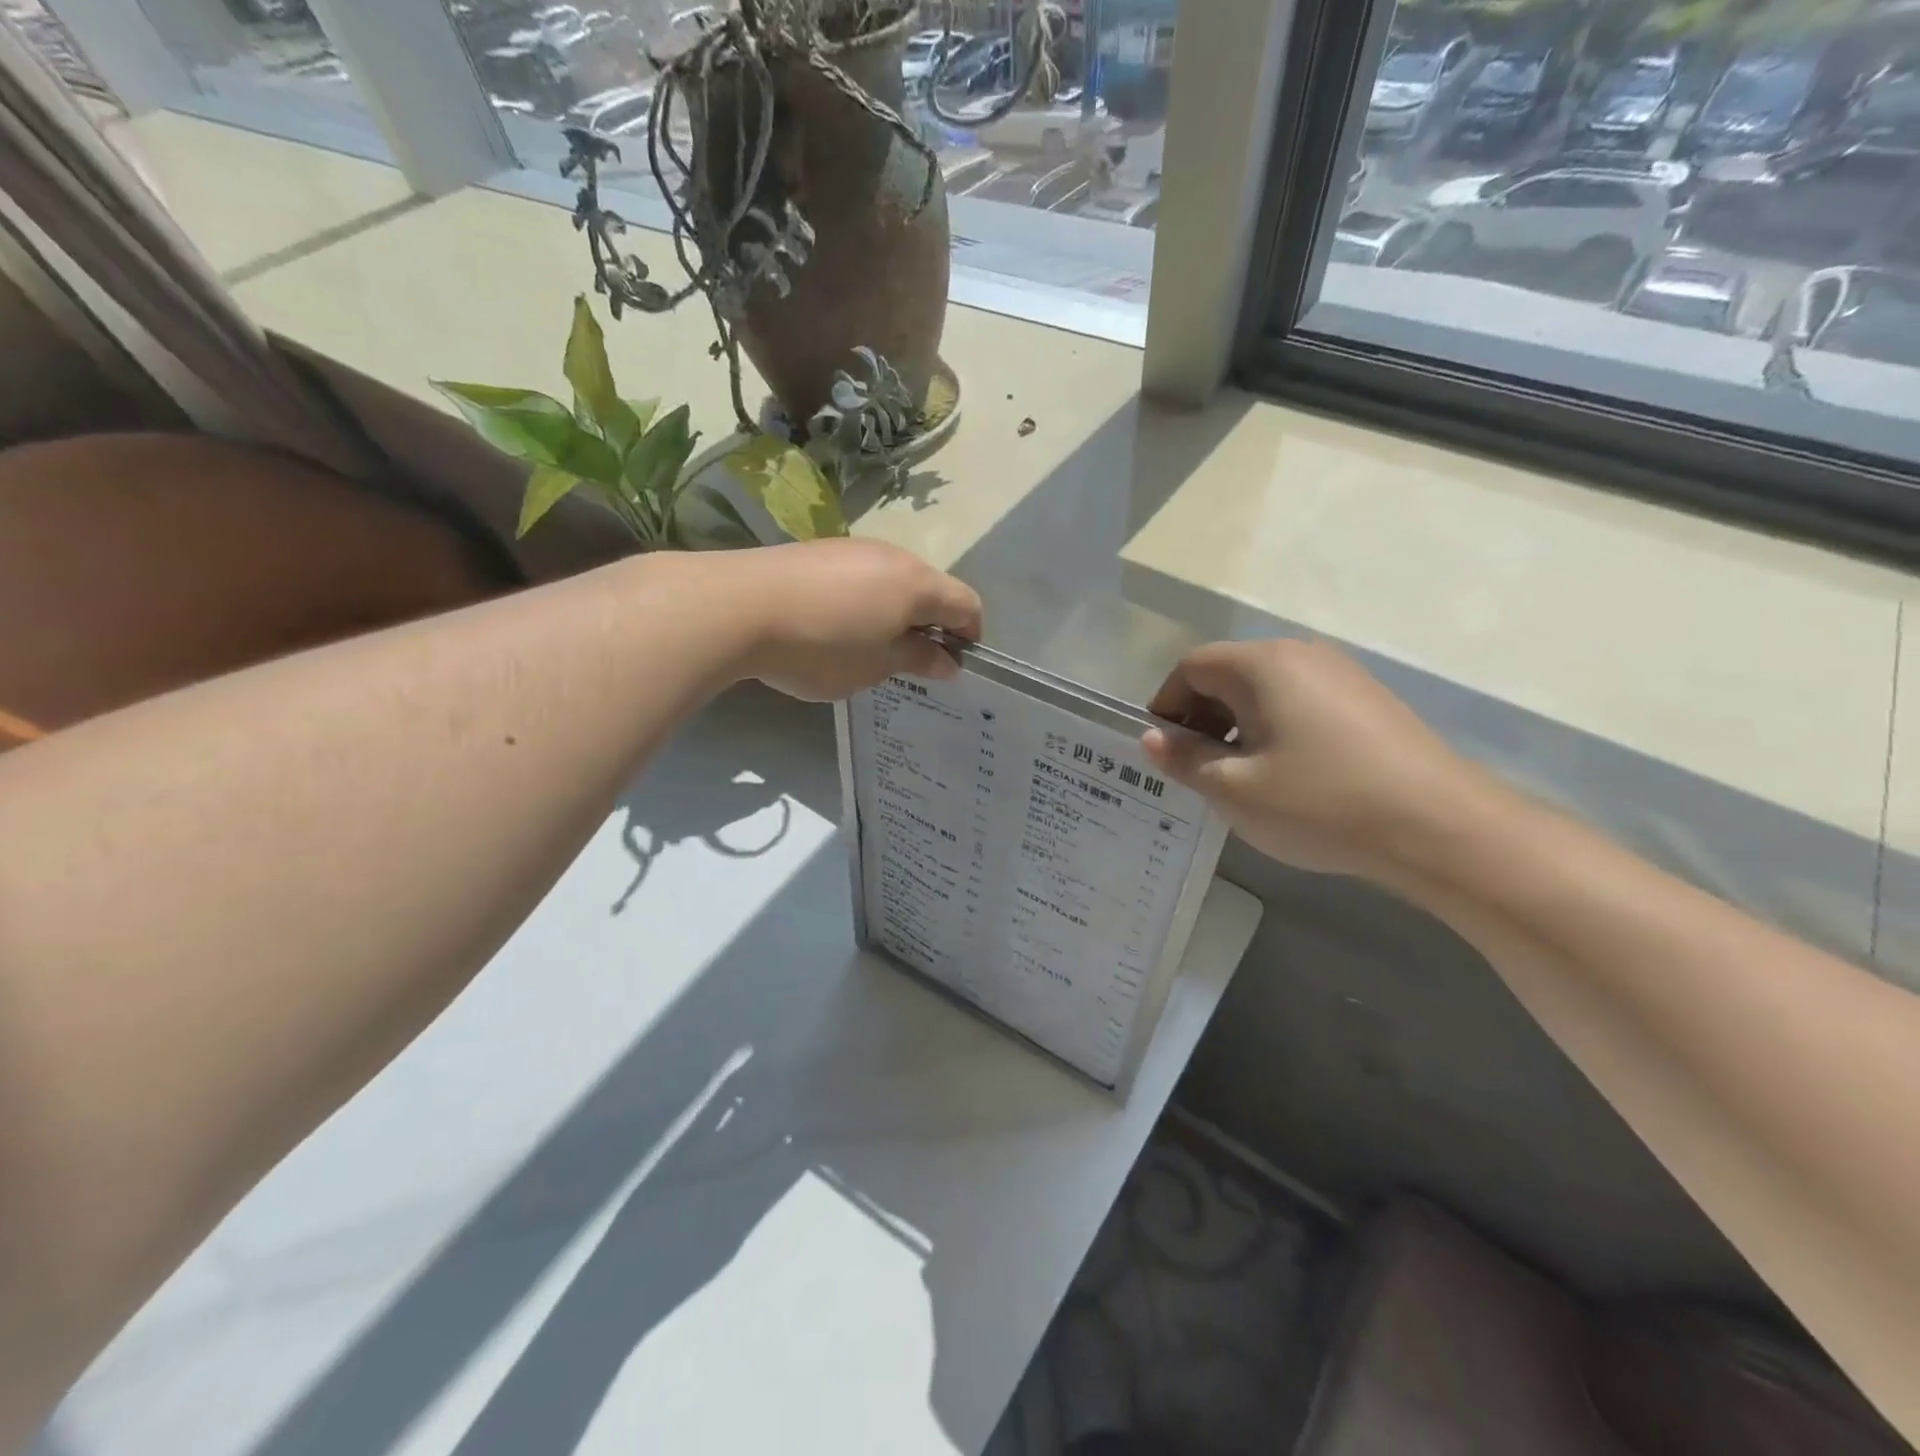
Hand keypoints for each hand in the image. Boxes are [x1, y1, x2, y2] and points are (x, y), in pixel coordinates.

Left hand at [719, 538, 982, 701]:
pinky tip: (834, 625)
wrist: (737, 606)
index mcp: (917, 585)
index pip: (967, 604)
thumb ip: (917, 659)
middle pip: (931, 588)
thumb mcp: (875, 666)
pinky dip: (864, 600)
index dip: (970, 635)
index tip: (954, 664)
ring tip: (867, 646)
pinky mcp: (820, 549)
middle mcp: (894, 556)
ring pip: (893, 580)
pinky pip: (860, 575)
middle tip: (909, 661)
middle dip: (930, 623)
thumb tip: (949, 661)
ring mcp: (854, 547)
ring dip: (895, 611)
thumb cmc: (820, 646)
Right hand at [1141, 638, 1486, 881]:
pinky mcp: (1368, 700)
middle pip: (1229, 674)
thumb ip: (1184, 759)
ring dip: (1238, 726)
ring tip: (1243, 778)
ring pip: (1265, 690)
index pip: (1191, 668)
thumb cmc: (1321, 803)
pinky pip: (1301, 702)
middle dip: (1201, 718)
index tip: (1166, 754)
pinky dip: (1276, 729)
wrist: (1440, 828)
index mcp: (1262, 665)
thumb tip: (1150, 738)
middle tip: (1199, 771)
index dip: (1166, 707)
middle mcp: (1301, 655)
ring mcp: (1342, 674)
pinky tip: (1290, 775)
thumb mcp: (1235, 789)